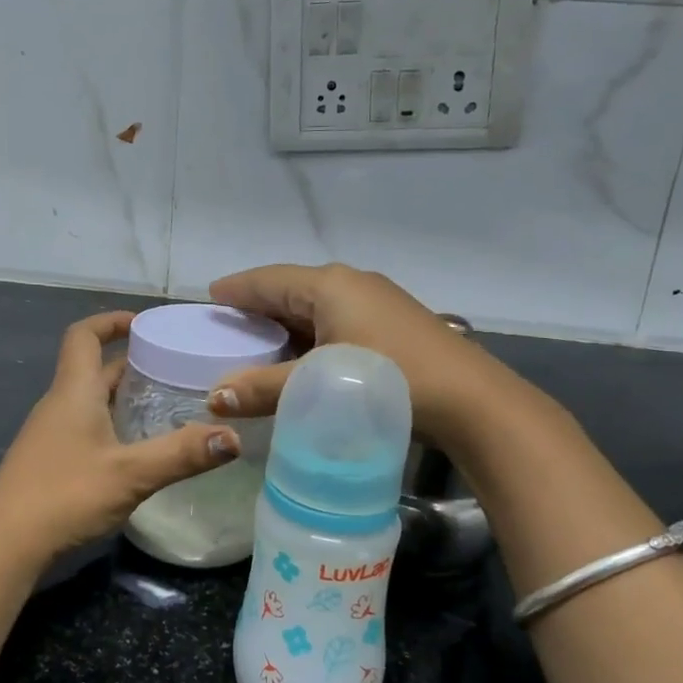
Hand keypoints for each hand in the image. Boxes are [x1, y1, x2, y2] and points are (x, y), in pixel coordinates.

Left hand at [0, 312, 240, 569]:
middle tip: (174, 370)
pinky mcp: (49, 460)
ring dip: (122, 395)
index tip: (145, 324)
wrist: (5, 545)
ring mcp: (50, 434)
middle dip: (131, 363)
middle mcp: (58, 404)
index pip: (84, 335)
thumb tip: (232, 437)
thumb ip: (182, 454)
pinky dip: (112, 423)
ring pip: (89, 399)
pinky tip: (136, 449)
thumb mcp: (131, 474)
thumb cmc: (65, 495)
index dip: (111, 321)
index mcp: (73, 392)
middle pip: (92, 368)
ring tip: (165, 406)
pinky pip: (84, 425)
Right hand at [207, 264, 497, 448]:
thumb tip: (214, 397)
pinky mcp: (393, 325)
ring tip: (258, 347)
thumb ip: (264, 389)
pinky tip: (303, 360)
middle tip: (227, 329)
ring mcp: (377, 303)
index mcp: (330, 285)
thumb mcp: (319, 384)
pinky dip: (311, 338)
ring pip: (316, 309)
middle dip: (258, 309)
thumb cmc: (389, 379)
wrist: (472, 402)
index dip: (237, 289)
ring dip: (286, 327)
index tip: (210, 298)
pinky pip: (336, 323)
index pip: (268, 280)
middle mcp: (352, 284)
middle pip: (291, 291)